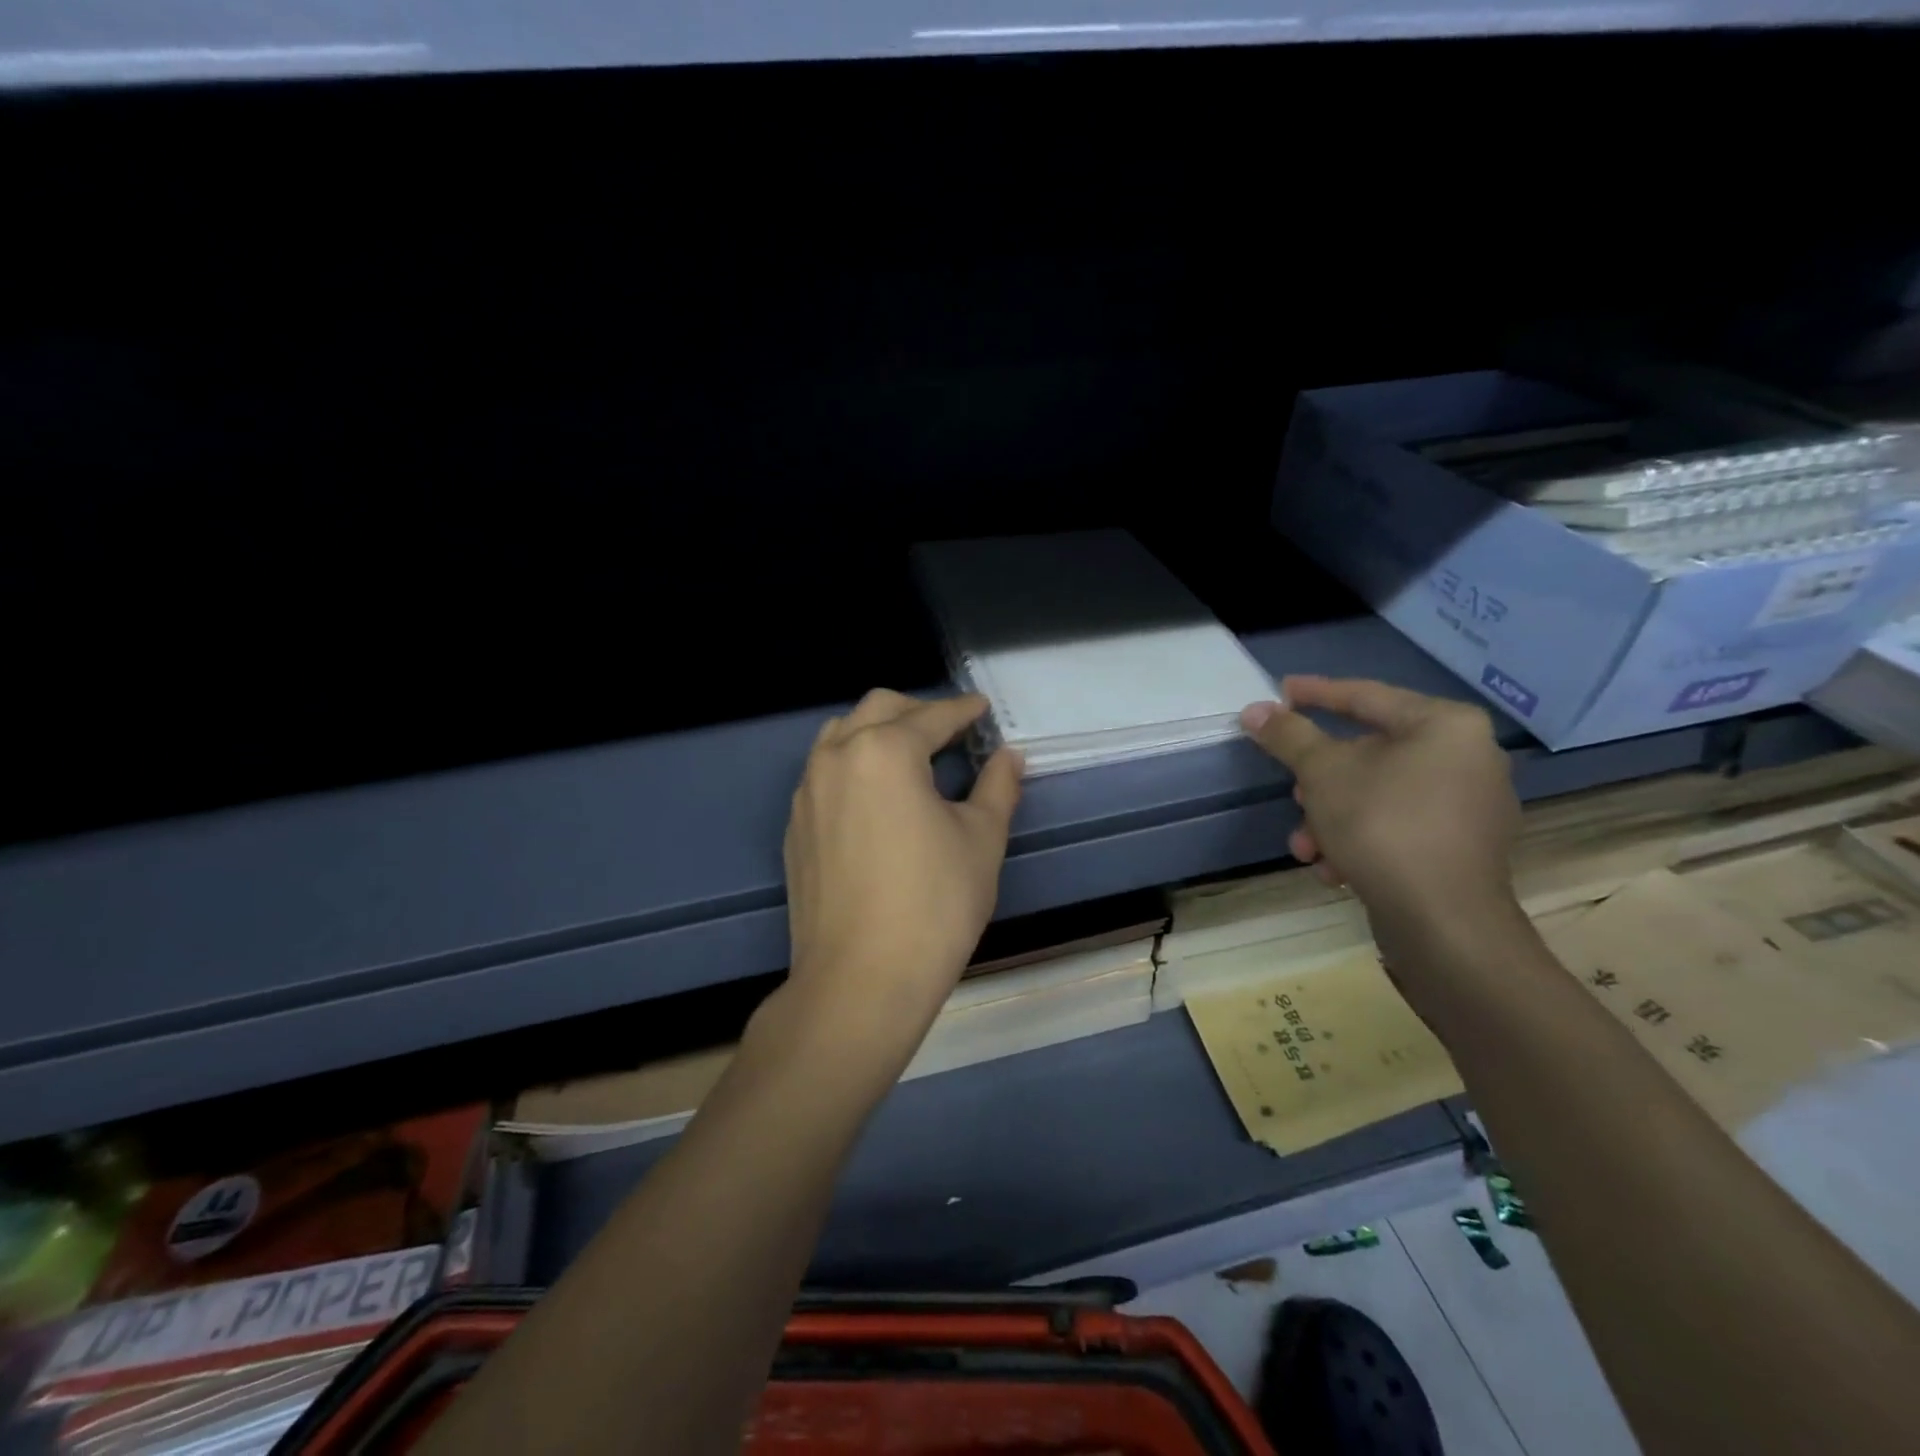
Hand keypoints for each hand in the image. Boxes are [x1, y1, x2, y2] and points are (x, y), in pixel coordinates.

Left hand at [780, 690, 1023, 1057]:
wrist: (861, 980)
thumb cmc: (934, 904)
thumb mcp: (981, 839)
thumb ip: (997, 787)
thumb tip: (1009, 757)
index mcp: (884, 751)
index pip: (931, 716)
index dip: (963, 711)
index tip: (982, 709)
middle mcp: (837, 758)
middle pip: (878, 709)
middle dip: (917, 711)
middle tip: (950, 732)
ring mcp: (807, 793)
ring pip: (841, 736)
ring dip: (878, 733)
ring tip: (910, 758)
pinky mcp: (795, 828)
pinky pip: (823, 774)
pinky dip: (853, 767)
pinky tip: (876, 800)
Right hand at [1240, 676, 1522, 985]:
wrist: (1443, 923)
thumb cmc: (1383, 827)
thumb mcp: (1322, 773)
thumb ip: (1288, 736)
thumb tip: (1254, 710)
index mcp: (1446, 726)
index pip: (1367, 696)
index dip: (1317, 693)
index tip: (1280, 691)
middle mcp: (1469, 758)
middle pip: (1371, 753)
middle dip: (1321, 780)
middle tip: (1293, 791)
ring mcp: (1471, 807)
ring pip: (1379, 795)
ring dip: (1332, 817)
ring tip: (1305, 846)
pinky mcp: (1463, 849)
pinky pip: (1399, 826)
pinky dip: (1361, 839)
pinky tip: (1334, 868)